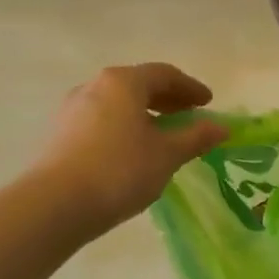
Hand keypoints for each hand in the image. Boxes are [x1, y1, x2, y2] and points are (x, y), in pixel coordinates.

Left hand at [38, 64, 229, 229]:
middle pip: (138, 85)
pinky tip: (134, 150)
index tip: (208, 103)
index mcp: (123, 82)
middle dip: (167, 99)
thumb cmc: (120, 170)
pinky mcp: (61, 133)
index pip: (164, 74)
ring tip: (163, 136)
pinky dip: (125, 126)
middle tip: (189, 116)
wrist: (57, 204)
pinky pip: (102, 120)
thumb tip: (222, 127)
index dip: (190, 87)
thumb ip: (197, 137)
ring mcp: (73, 109)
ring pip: (118, 103)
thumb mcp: (168, 154)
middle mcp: (95, 86)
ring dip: (144, 114)